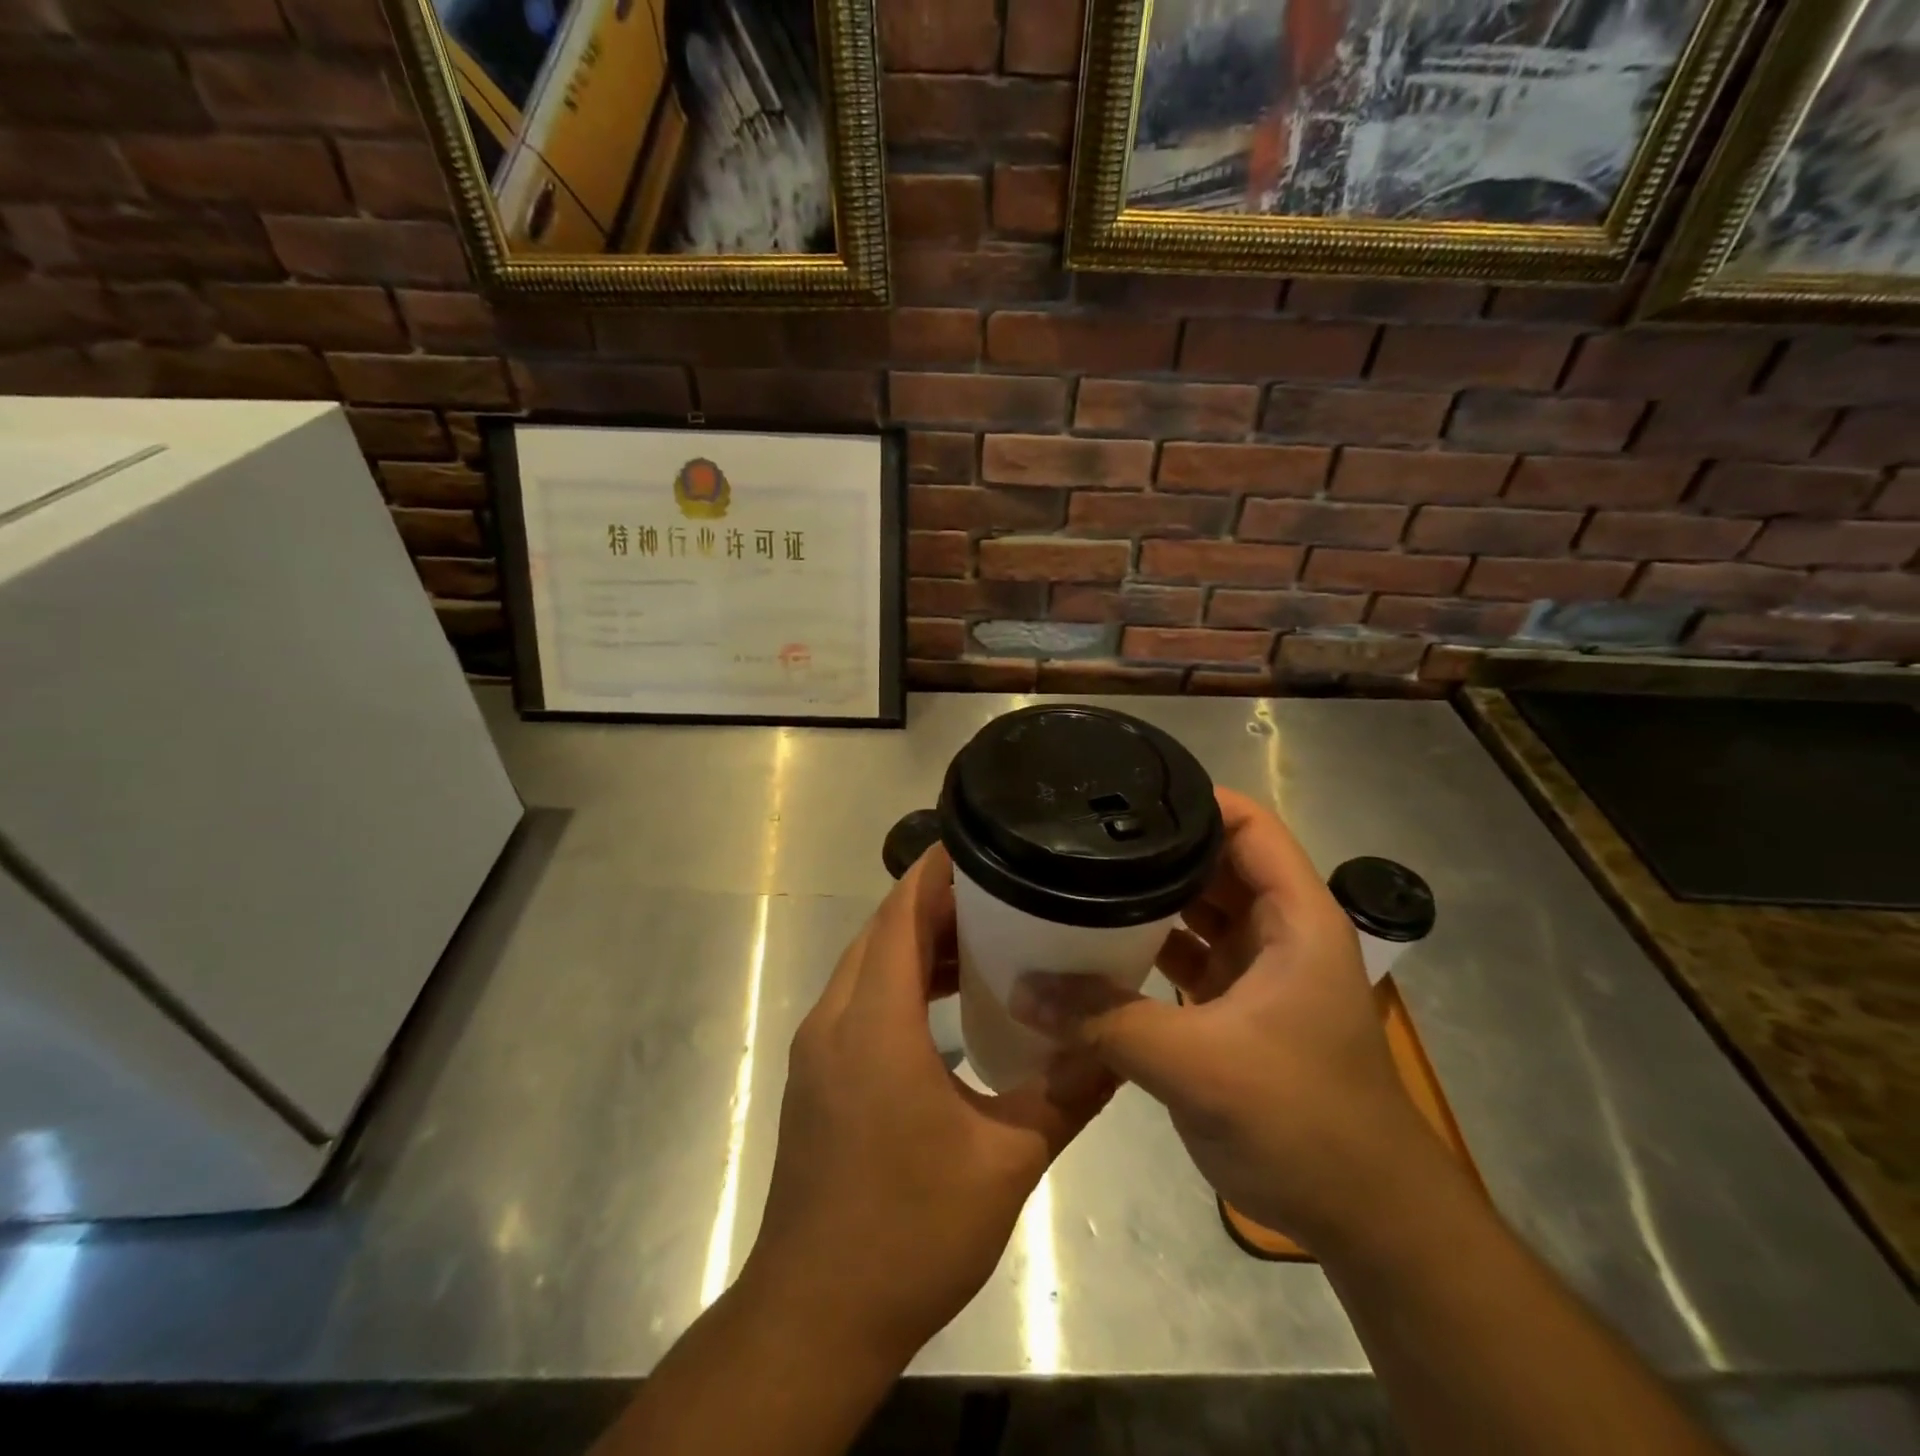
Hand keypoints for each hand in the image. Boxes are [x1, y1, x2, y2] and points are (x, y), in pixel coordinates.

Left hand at [743, 845, 1114, 1366]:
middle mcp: (834, 1018)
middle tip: (1000, 889)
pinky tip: (946, 1002)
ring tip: (982, 938)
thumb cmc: (910, 1231)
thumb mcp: (1006, 1162)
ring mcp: (817, 1047)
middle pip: (881, 930)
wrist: (816, 1313)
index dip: (936, 871)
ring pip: (867, 963)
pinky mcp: (816, 1074)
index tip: (981, 843)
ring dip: (915, 942)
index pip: (900, 913)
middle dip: (934, 901)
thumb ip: (1066, 1095)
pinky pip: (858, 998)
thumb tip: (1120, 1046)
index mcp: (874, 1022)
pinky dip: (899, 980)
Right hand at [1013, 787, 1450, 1252]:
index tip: (1125, 793)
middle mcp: (1278, 931)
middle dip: (1155, 848)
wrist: (1361, 1216)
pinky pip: (1184, 957)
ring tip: (1078, 877)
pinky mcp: (1234, 1008)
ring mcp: (1256, 971)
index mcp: (1295, 918)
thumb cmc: (1302, 1119)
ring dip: (1147, 900)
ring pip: (1195, 912)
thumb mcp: (1198, 1063)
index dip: (1194, 800)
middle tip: (1082, 834)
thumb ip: (1105, 1020)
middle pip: (1213, 863)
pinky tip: (1094, 945)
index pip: (1248, 826)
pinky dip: (1146, 948)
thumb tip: (1022, 988)